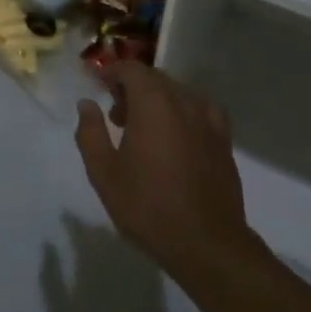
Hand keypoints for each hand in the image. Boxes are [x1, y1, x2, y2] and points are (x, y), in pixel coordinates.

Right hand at [75, 63, 257, 286]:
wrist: (207, 243)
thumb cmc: (149, 207)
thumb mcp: (104, 174)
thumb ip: (91, 133)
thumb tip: (87, 103)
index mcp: (153, 103)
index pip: (132, 68)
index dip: (113, 73)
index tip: (100, 88)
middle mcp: (183, 100)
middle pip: (155, 78)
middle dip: (133, 88)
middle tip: (116, 116)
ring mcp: (208, 118)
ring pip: (177, 92)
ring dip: (157, 100)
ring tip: (145, 131)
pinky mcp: (223, 138)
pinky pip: (200, 110)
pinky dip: (183, 113)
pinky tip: (178, 136)